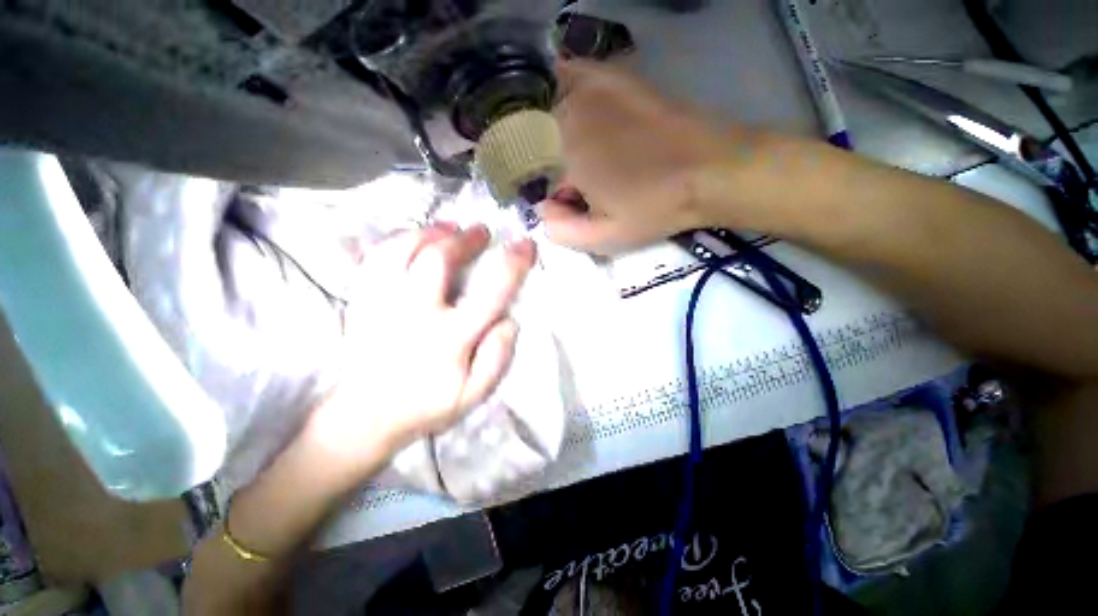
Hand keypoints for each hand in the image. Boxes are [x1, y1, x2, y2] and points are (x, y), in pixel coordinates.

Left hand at [303, 224, 536, 479]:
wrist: (366, 415)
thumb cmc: (426, 404)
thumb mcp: (474, 394)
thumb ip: (497, 358)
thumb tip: (509, 321)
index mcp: (449, 338)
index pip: (490, 292)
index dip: (513, 264)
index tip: (526, 245)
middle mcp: (414, 313)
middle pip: (437, 259)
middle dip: (465, 238)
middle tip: (481, 231)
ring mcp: (381, 303)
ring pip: (401, 250)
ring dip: (429, 232)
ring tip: (448, 227)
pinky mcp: (361, 301)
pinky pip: (375, 259)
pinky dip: (397, 241)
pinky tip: (413, 240)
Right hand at [543, 60, 750, 253]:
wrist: (710, 170)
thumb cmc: (654, 208)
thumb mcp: (604, 238)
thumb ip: (560, 231)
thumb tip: (542, 210)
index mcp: (562, 156)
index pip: (528, 175)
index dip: (542, 193)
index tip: (563, 204)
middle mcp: (567, 114)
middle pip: (532, 138)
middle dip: (544, 165)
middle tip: (576, 184)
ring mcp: (590, 88)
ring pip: (545, 106)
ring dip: (547, 131)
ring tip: (576, 156)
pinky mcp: (613, 78)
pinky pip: (571, 75)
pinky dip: (562, 87)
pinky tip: (574, 108)